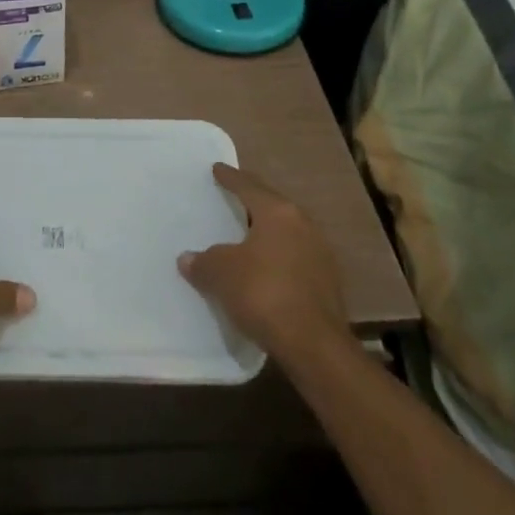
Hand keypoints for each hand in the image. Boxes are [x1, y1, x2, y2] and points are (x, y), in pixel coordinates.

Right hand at [179, 162, 352, 369]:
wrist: (314, 346)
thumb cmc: (263, 293)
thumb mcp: (221, 273)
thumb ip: (203, 261)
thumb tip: (187, 258)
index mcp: (278, 212)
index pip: (248, 186)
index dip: (230, 177)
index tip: (217, 169)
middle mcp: (303, 225)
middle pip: (272, 206)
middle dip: (252, 202)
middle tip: (232, 198)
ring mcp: (320, 254)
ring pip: (286, 233)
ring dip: (266, 232)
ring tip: (247, 235)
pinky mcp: (327, 283)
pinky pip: (295, 258)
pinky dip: (277, 258)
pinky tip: (265, 269)